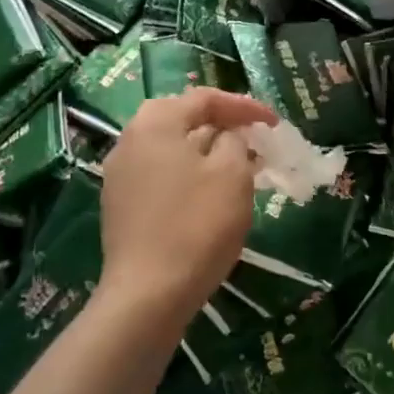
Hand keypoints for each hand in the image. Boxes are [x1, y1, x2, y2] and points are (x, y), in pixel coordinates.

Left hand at [100, 87, 277, 322]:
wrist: (147, 294)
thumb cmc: (197, 225)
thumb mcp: (232, 174)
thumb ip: (234, 141)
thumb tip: (228, 135)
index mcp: (155, 122)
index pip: (205, 98)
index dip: (244, 106)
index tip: (274, 123)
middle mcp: (129, 139)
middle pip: (182, 118)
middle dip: (221, 125)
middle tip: (253, 138)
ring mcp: (119, 174)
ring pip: (171, 148)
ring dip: (206, 150)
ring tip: (238, 165)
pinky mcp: (119, 205)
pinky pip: (160, 174)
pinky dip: (188, 174)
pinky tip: (209, 194)